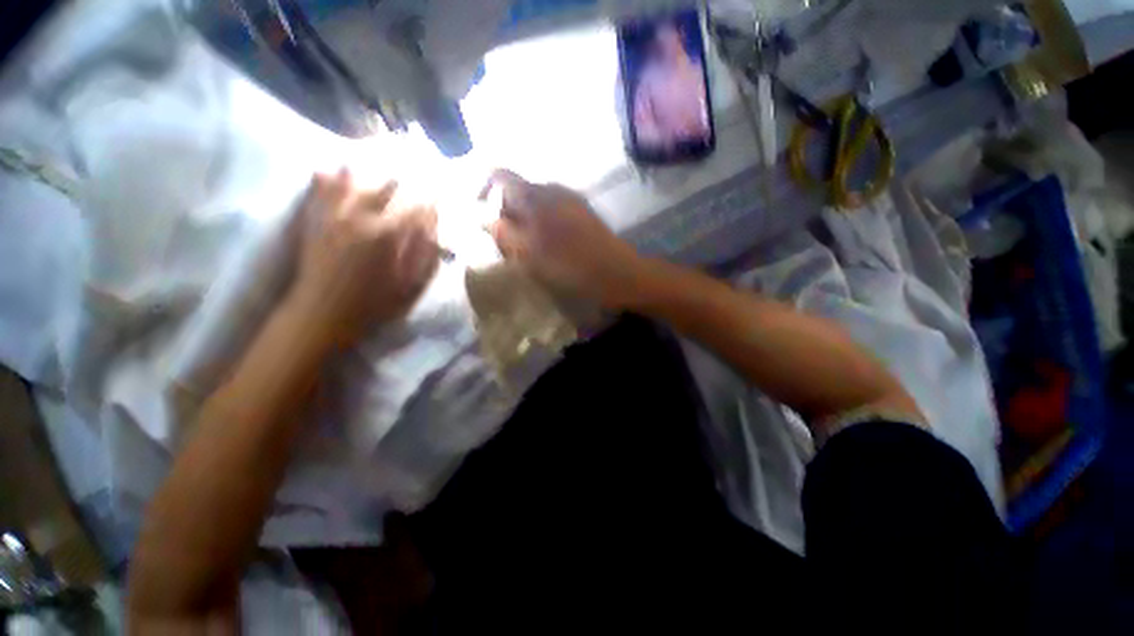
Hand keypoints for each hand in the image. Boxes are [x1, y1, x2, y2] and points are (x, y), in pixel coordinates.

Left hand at [288, 169, 438, 345]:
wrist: (322, 314)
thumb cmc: (374, 304)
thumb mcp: (411, 286)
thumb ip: (426, 254)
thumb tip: (434, 227)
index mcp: (387, 235)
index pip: (415, 206)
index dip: (430, 197)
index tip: (440, 190)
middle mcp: (360, 217)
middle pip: (385, 185)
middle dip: (402, 175)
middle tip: (412, 165)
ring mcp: (334, 215)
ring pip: (352, 179)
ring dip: (368, 167)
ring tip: (376, 155)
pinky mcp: (315, 220)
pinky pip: (320, 189)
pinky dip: (327, 176)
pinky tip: (333, 167)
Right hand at [484, 170, 642, 308]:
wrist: (617, 272)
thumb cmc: (571, 265)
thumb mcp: (530, 254)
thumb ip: (504, 233)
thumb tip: (484, 218)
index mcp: (536, 196)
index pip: (499, 175)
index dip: (483, 190)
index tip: (481, 214)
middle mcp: (552, 190)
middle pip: (517, 192)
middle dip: (505, 214)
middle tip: (506, 243)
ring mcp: (570, 200)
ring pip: (535, 204)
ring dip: (524, 222)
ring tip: (527, 250)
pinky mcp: (582, 213)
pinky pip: (552, 212)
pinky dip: (542, 225)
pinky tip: (548, 248)